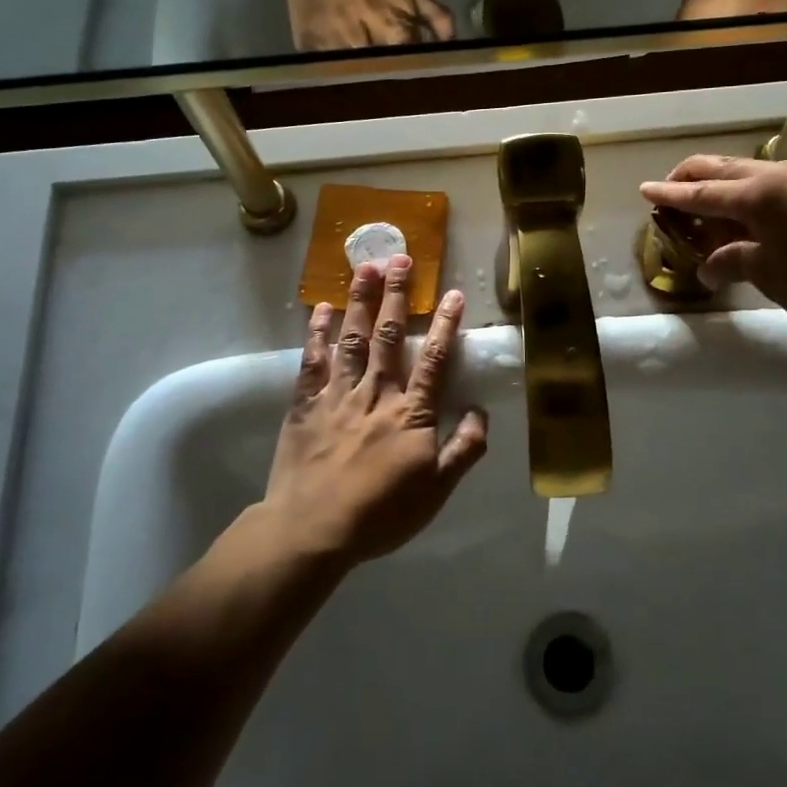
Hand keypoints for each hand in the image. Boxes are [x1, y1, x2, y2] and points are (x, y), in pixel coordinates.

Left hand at [262, 256, 488, 563]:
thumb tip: (481, 410)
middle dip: (395, 294)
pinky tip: (322, 309)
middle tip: (399, 257)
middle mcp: (376, 393)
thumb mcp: (436, 491)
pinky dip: (317, 333)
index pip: (432, 359)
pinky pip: (313, 361)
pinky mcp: (306, 404)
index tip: (452, 293)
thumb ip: (464, 449)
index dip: (444, 325)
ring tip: (364, 267)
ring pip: (351, 339)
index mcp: (410, 413)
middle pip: (388, 335)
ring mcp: (338, 395)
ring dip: (359, 301)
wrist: (312, 529)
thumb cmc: (380, 513)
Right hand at [639, 154, 786, 335]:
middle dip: (691, 179)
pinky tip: (745, 221)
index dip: (670, 194)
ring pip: (749, 174)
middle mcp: (780, 174)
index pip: (701, 191)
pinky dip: (749, 197)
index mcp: (760, 194)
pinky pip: (773, 185)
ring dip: (721, 189)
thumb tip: (710, 268)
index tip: (645, 190)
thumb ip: (734, 262)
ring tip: (704, 216)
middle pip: (722, 169)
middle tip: (669, 195)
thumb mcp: (772, 276)